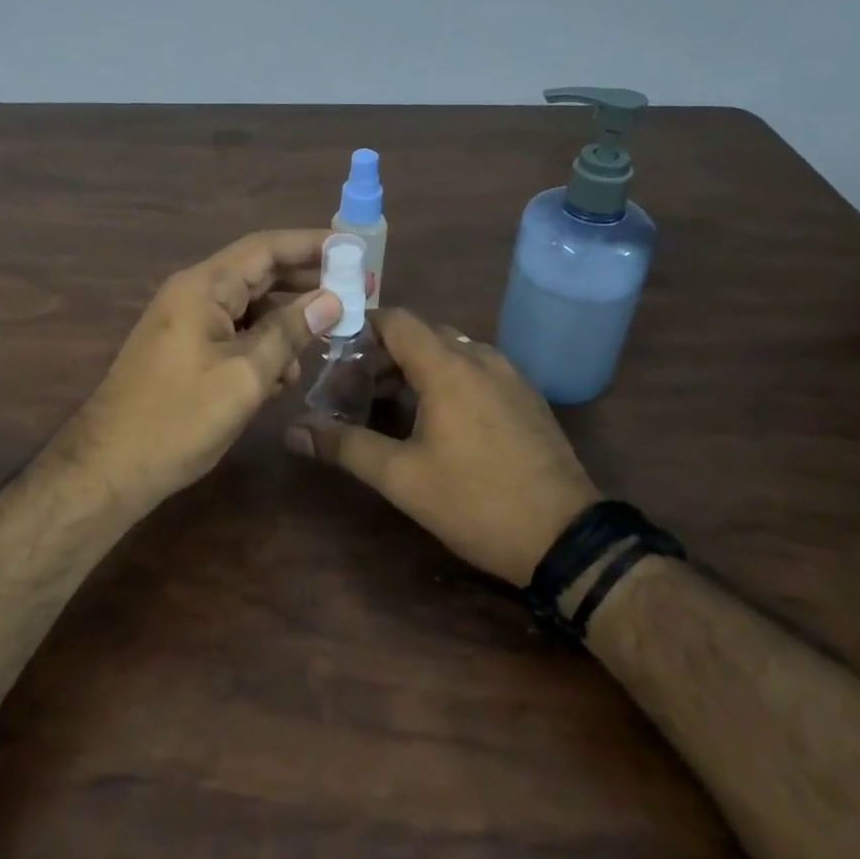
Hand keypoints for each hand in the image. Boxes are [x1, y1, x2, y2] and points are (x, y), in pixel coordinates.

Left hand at [59, 230, 343, 511]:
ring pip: (247, 306)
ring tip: (328, 335)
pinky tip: (287, 371)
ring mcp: (185, 322)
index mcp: (203, 287)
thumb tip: (331, 299)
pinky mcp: (184, 349)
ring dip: (286, 318)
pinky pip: (232, 332)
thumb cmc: (178, 419)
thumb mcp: (244, 377)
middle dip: (304, 280)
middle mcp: (192, 293)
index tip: (353, 248)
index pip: (264, 248)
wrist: (109, 467)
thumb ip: (288, 333)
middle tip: (353, 288)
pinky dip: (262, 343)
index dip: (310, 244)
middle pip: (257, 272)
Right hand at [284, 309, 600, 584]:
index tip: (332, 353)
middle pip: (420, 335)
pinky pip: (475, 370)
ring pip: (449, 352)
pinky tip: (434, 420)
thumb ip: (344, 446)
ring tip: (386, 406)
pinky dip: (445, 379)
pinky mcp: (526, 397)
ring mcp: (509, 375)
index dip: (360, 327)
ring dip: (413, 369)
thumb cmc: (476, 501)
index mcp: (447, 366)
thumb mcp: (401, 477)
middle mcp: (480, 357)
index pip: (396, 320)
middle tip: (352, 390)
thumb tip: (292, 432)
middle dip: (381, 355)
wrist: (567, 538)